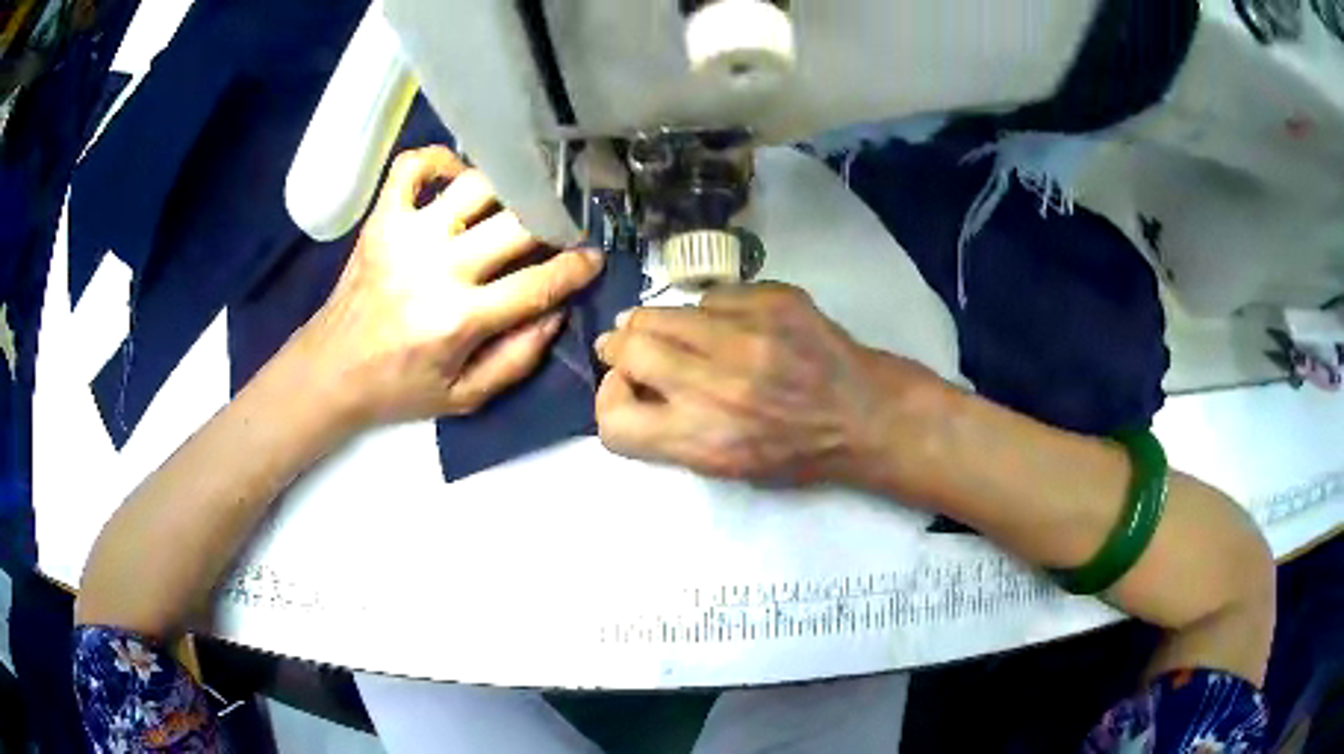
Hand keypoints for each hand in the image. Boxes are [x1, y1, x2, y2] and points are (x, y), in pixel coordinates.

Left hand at [296, 146, 603, 427]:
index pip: (536, 283)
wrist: (332, 369)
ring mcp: (406, 235)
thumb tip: (556, 312)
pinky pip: (412, 166)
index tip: (593, 258)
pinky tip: (457, 176)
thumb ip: (517, 360)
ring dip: (507, 189)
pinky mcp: (382, 218)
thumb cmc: (398, 386)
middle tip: (560, 227)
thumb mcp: (463, 397)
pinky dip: (440, 159)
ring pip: (476, 185)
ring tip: (515, 202)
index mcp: (458, 319)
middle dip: (552, 224)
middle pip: (516, 225)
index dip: (575, 268)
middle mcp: (436, 268)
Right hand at [593, 283, 941, 486]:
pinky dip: (709, 311)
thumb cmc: (797, 452)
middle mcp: (717, 385)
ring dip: (655, 322)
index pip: (613, 421)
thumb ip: (672, 433)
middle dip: (619, 347)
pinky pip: (712, 296)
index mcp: (704, 439)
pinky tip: (729, 323)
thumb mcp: (729, 467)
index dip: (609, 402)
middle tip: (627, 346)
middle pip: (627, 349)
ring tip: (674, 331)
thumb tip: (630, 384)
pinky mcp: (773, 300)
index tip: (625, 389)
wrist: (865, 414)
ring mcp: (746, 334)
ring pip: (663, 312)